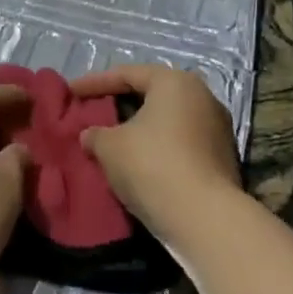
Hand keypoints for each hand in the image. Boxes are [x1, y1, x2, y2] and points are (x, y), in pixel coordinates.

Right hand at [71, 64, 241, 246]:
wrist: (205, 219)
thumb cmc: (152, 166)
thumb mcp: (109, 147)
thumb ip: (95, 134)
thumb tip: (90, 135)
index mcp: (175, 82)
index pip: (127, 74)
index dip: (94, 82)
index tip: (70, 92)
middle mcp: (202, 97)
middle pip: (151, 94)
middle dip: (119, 104)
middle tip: (92, 112)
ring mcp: (217, 129)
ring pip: (166, 121)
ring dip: (139, 128)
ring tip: (111, 140)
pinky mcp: (221, 159)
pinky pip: (179, 143)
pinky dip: (155, 147)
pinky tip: (135, 162)